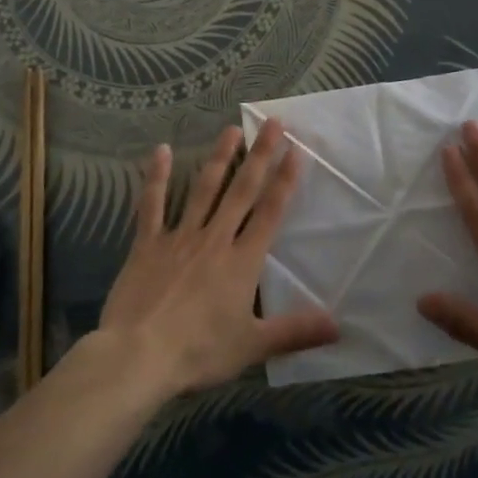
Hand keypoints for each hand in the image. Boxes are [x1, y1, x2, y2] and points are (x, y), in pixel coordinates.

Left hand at [97, 120, 338, 400]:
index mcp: (242, 262)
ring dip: (220, 158)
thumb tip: (339, 325)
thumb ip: (295, 331)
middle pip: (242, 191)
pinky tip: (160, 150)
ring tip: (232, 129)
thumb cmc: (199, 352)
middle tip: (272, 122)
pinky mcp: (148, 243)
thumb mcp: (253, 346)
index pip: (270, 212)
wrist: (138, 355)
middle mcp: (215, 239)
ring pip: (204, 189)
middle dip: (260, 156)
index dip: (284, 180)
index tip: (295, 150)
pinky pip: (152, 204)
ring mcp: (179, 237)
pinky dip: (156, 177)